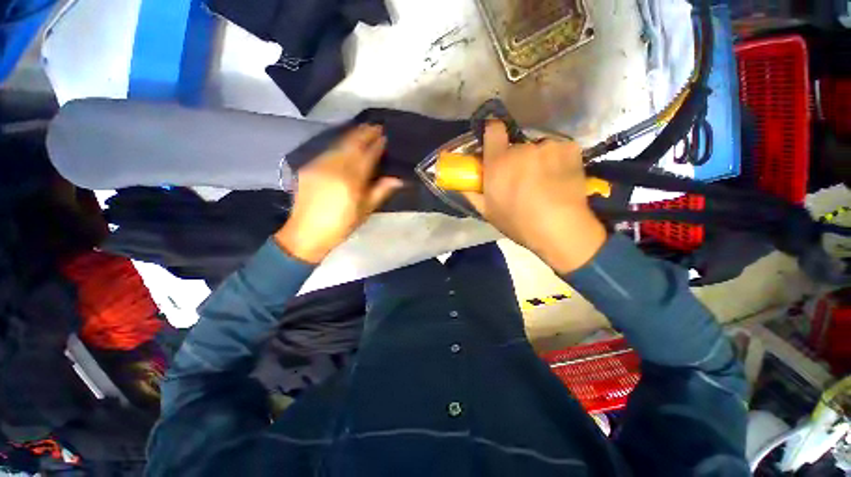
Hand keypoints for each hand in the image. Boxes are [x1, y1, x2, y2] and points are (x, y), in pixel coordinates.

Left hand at [275, 125, 402, 263]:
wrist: (307, 233)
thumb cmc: (341, 225)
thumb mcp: (365, 211)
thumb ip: (380, 191)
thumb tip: (398, 179)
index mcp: (351, 181)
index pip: (367, 156)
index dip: (376, 145)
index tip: (384, 136)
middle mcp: (334, 168)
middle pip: (352, 144)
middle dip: (364, 133)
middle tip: (375, 126)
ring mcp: (319, 165)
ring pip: (338, 145)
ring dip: (351, 136)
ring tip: (362, 130)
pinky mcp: (308, 167)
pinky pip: (327, 151)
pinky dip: (338, 145)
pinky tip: (344, 145)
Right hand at [464, 122, 606, 273]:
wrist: (560, 229)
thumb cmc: (518, 223)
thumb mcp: (487, 211)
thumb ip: (472, 193)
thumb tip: (461, 182)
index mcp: (498, 163)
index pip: (493, 129)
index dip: (493, 133)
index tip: (495, 142)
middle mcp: (521, 149)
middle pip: (516, 145)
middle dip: (517, 158)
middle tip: (522, 178)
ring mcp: (547, 147)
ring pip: (538, 149)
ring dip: (538, 160)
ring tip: (545, 181)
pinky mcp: (570, 148)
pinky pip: (558, 150)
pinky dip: (558, 160)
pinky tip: (560, 178)